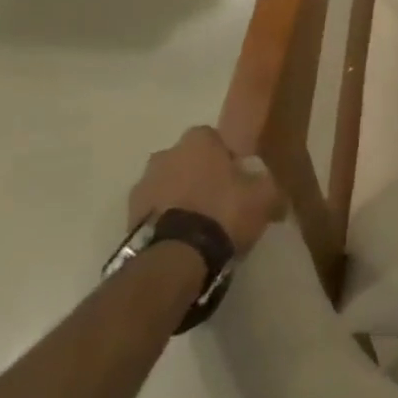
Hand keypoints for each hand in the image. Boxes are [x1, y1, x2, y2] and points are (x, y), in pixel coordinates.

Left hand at [128, 127, 284, 255]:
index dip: (227, 159)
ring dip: (179, 199)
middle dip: (199, 176)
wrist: (174, 259)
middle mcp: (166, 153)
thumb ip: (268, 184)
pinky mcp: (127, 218)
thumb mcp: (264, 196)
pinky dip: (165, 221)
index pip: (215, 139)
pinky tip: (181, 241)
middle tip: (218, 203)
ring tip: (198, 228)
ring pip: (168, 186)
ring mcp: (142, 185)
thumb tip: (270, 187)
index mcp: (198, 139)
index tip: (238, 181)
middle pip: (188, 161)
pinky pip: (154, 213)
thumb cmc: (223, 213)